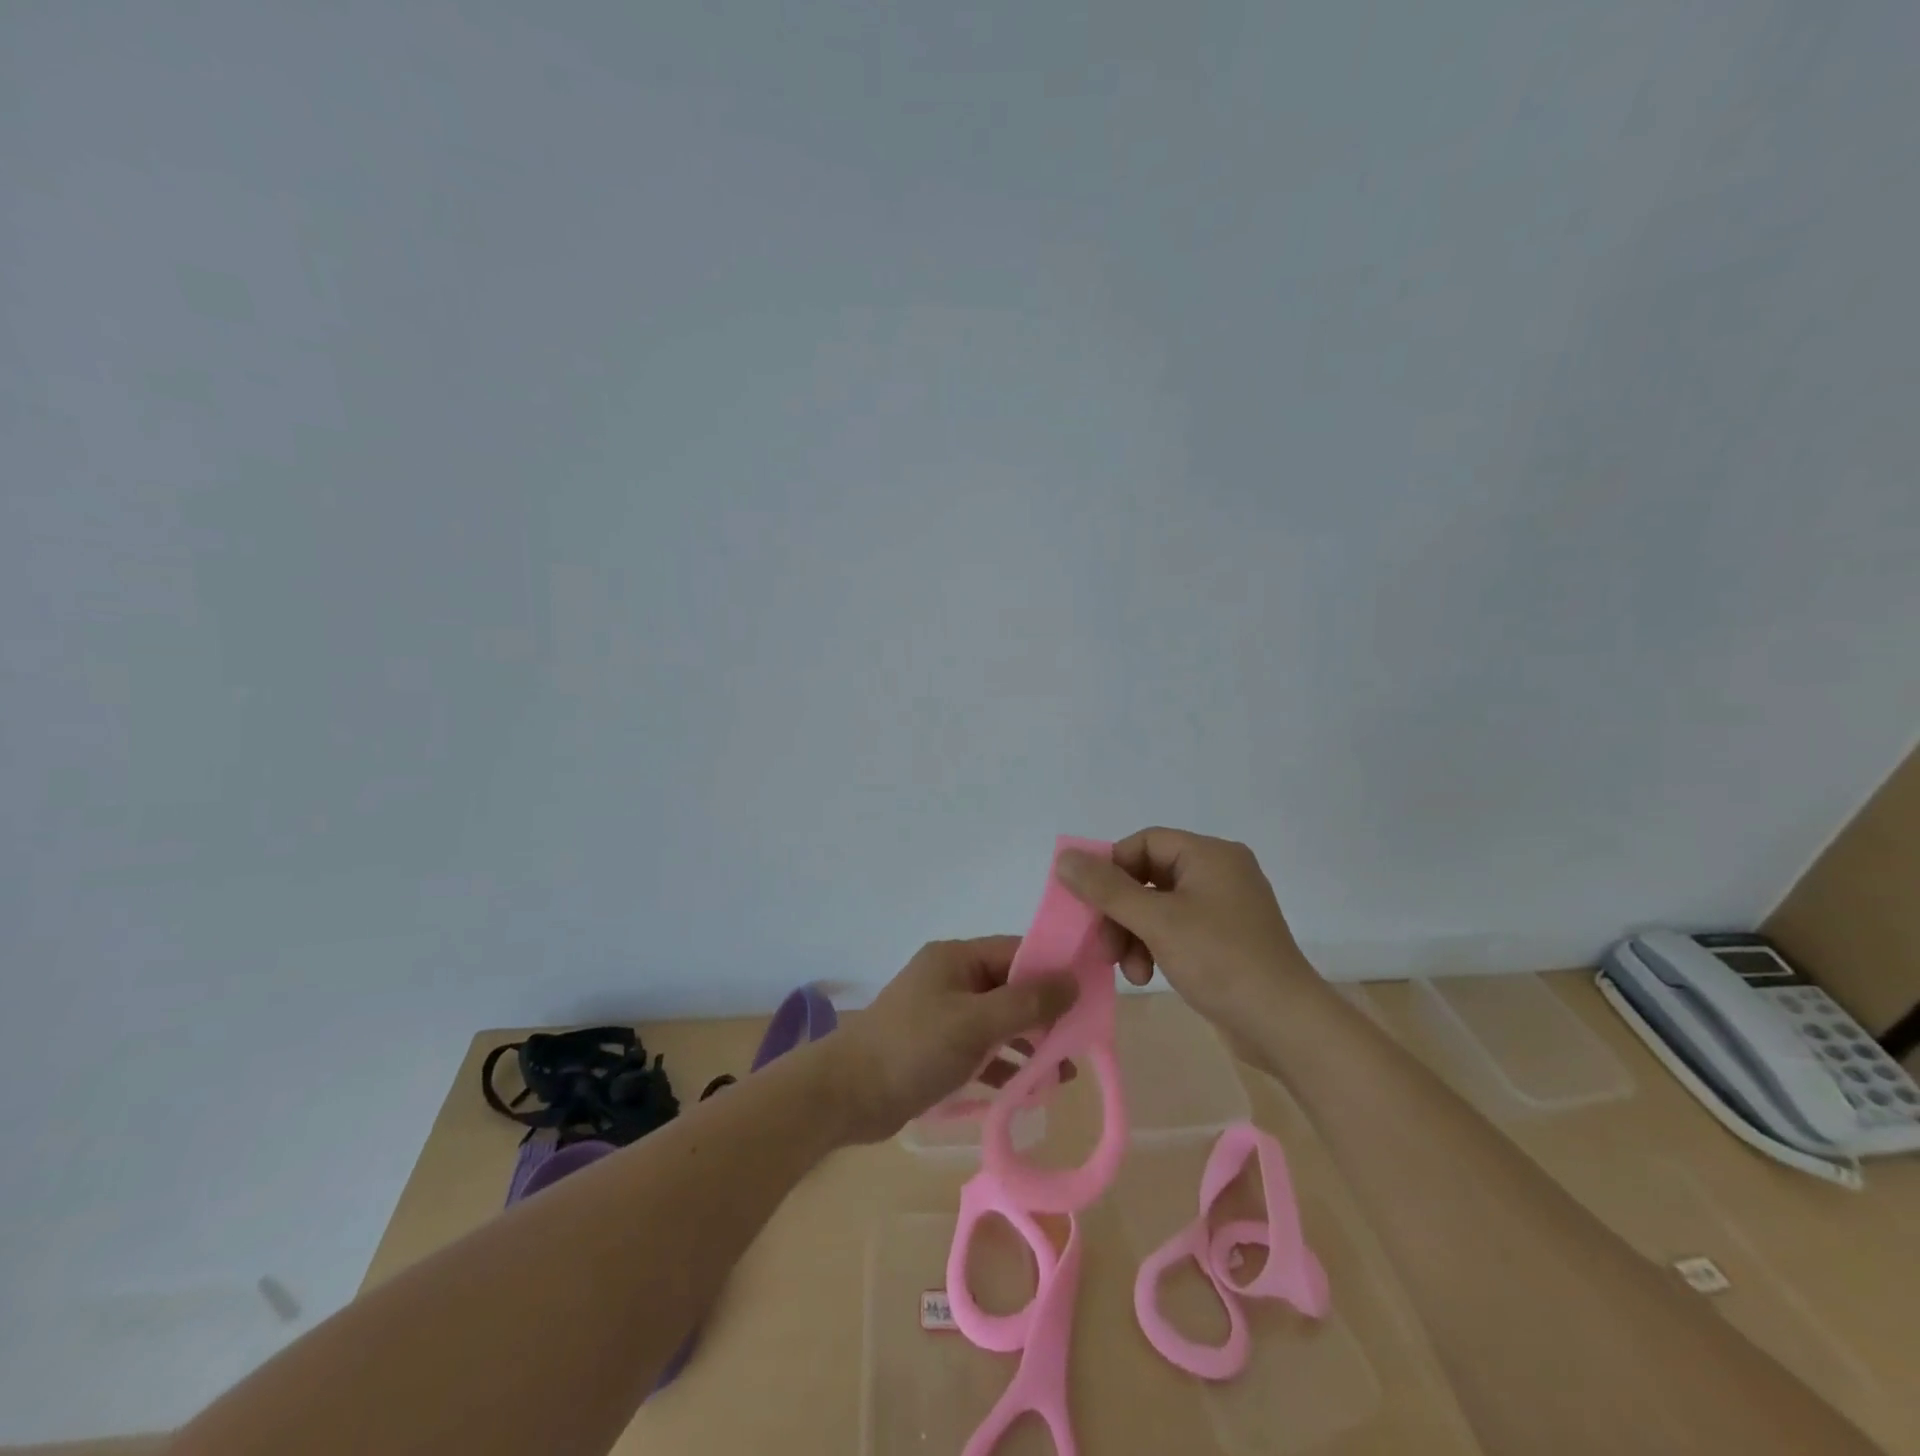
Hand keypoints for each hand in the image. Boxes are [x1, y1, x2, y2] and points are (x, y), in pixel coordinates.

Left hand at [827, 937, 1078, 1142]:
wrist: (848, 1095)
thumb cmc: (913, 1048)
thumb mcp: (975, 1023)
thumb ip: (1026, 1003)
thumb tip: (1073, 981)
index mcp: (957, 958)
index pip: (1017, 952)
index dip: (1054, 970)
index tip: (1090, 994)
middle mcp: (952, 978)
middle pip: (1011, 988)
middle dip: (1045, 1014)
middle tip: (1079, 1042)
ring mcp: (944, 1014)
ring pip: (999, 1021)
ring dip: (1029, 1044)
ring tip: (1062, 1074)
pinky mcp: (938, 1047)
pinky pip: (982, 1048)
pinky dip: (1005, 1064)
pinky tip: (1031, 1089)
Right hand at [1055, 828, 1319, 1029]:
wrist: (1285, 1025)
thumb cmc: (1221, 960)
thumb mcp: (1157, 921)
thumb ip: (1107, 888)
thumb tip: (1064, 858)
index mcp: (1210, 855)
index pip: (1144, 843)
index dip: (1111, 868)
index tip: (1090, 903)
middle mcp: (1219, 872)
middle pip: (1148, 877)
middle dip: (1121, 912)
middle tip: (1105, 946)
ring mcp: (1224, 907)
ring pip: (1158, 907)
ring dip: (1134, 935)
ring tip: (1130, 971)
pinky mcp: (1225, 939)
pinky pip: (1176, 929)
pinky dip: (1155, 947)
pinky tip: (1148, 975)